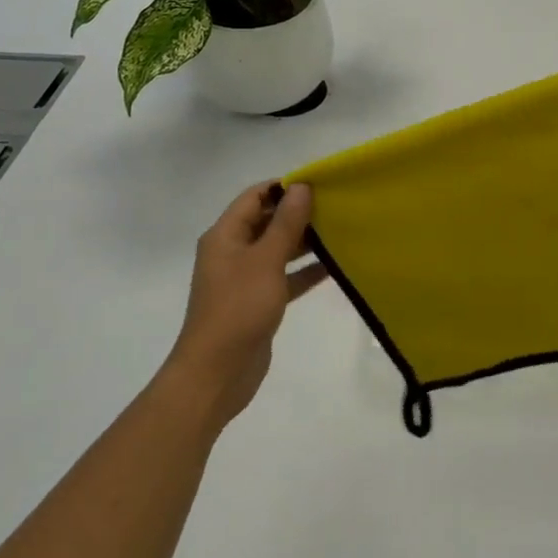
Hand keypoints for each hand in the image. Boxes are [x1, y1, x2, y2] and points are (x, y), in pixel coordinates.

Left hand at [165, 182, 326, 432]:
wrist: (217, 373)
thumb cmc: (238, 308)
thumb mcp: (266, 260)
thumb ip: (286, 223)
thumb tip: (302, 187)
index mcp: (225, 235)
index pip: (255, 197)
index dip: (283, 187)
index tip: (318, 185)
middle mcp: (232, 251)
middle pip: (267, 221)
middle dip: (298, 213)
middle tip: (336, 207)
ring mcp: (244, 278)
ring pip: (278, 249)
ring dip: (304, 241)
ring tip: (340, 231)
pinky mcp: (258, 301)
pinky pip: (284, 276)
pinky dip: (305, 271)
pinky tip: (334, 266)